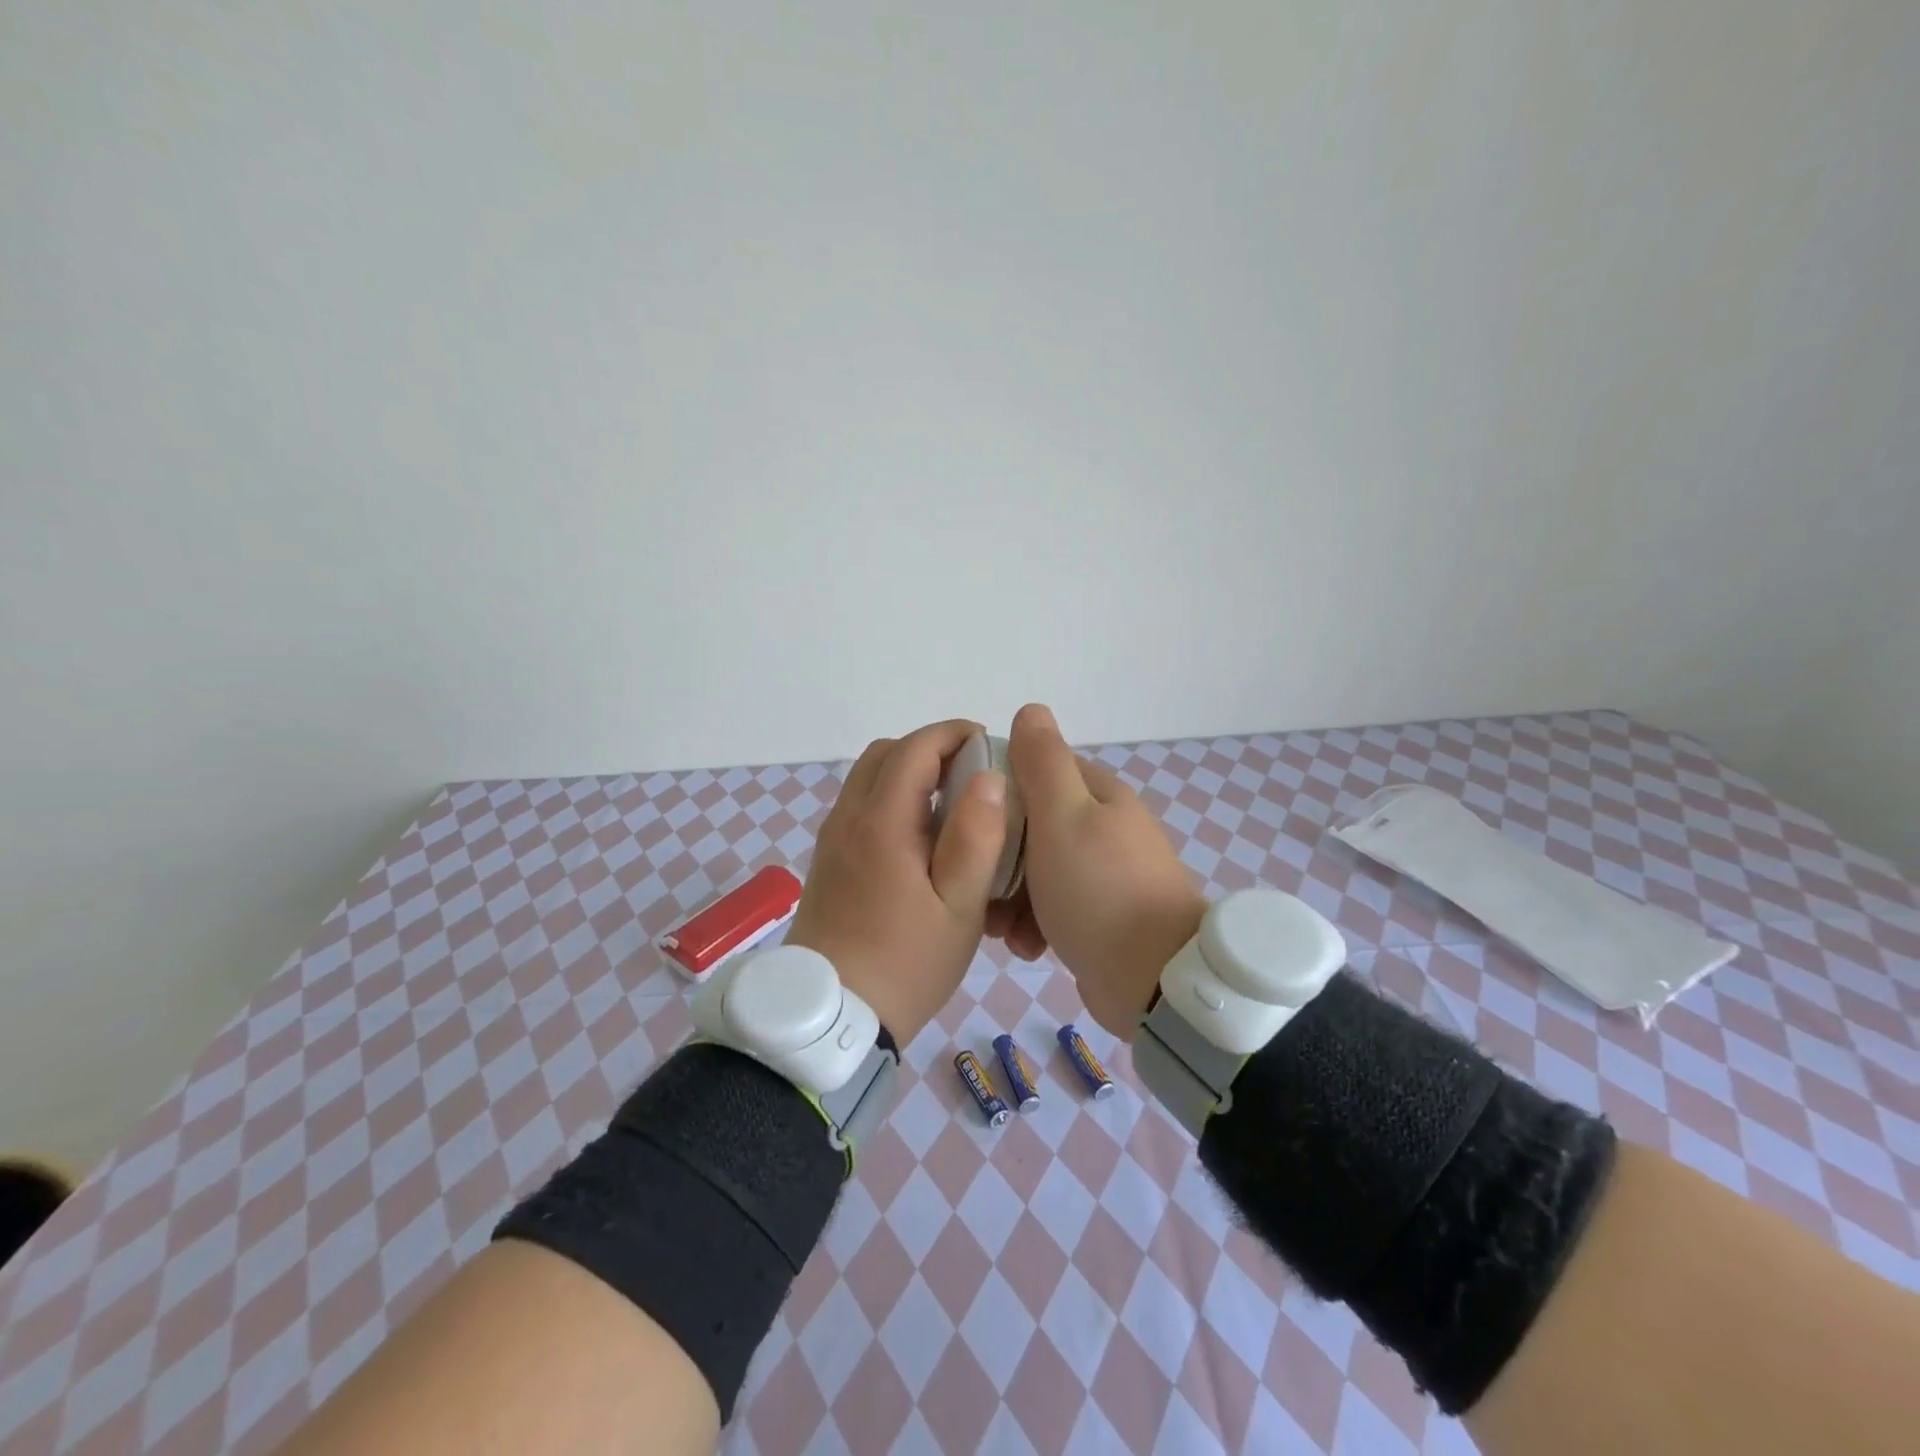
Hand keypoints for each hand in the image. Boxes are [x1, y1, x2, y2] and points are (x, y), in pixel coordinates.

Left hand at [787, 720, 1010, 1045]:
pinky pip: (859, 807)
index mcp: (881, 822)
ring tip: (949, 807)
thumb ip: (976, 838)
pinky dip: (890, 799)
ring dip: (908, 774)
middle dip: (929, 749)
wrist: (829, 1017)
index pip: (914, 748)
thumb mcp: (959, 908)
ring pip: (868, 779)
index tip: (986, 742)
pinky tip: (919, 840)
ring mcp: (832, 839)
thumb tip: (988, 777)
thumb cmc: (906, 963)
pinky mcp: (827, 861)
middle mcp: (849, 818)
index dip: (952, 734)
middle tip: (970, 775)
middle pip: (885, 754)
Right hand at [991, 703, 1207, 1037]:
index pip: (1033, 772)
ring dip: (1010, 898)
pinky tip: (1026, 948)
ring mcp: (1104, 874)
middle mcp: (1102, 827)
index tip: (966, 819)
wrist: (1155, 980)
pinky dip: (1034, 925)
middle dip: (998, 858)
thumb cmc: (1099, 890)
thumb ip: (1043, 762)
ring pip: (1036, 872)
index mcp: (1097, 794)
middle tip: (977, 884)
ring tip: (999, 928)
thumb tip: (1031, 710)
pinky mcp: (1101, 916)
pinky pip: (1053, 908)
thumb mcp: (1064, 816)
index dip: (995, 791)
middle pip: (1030, 827)